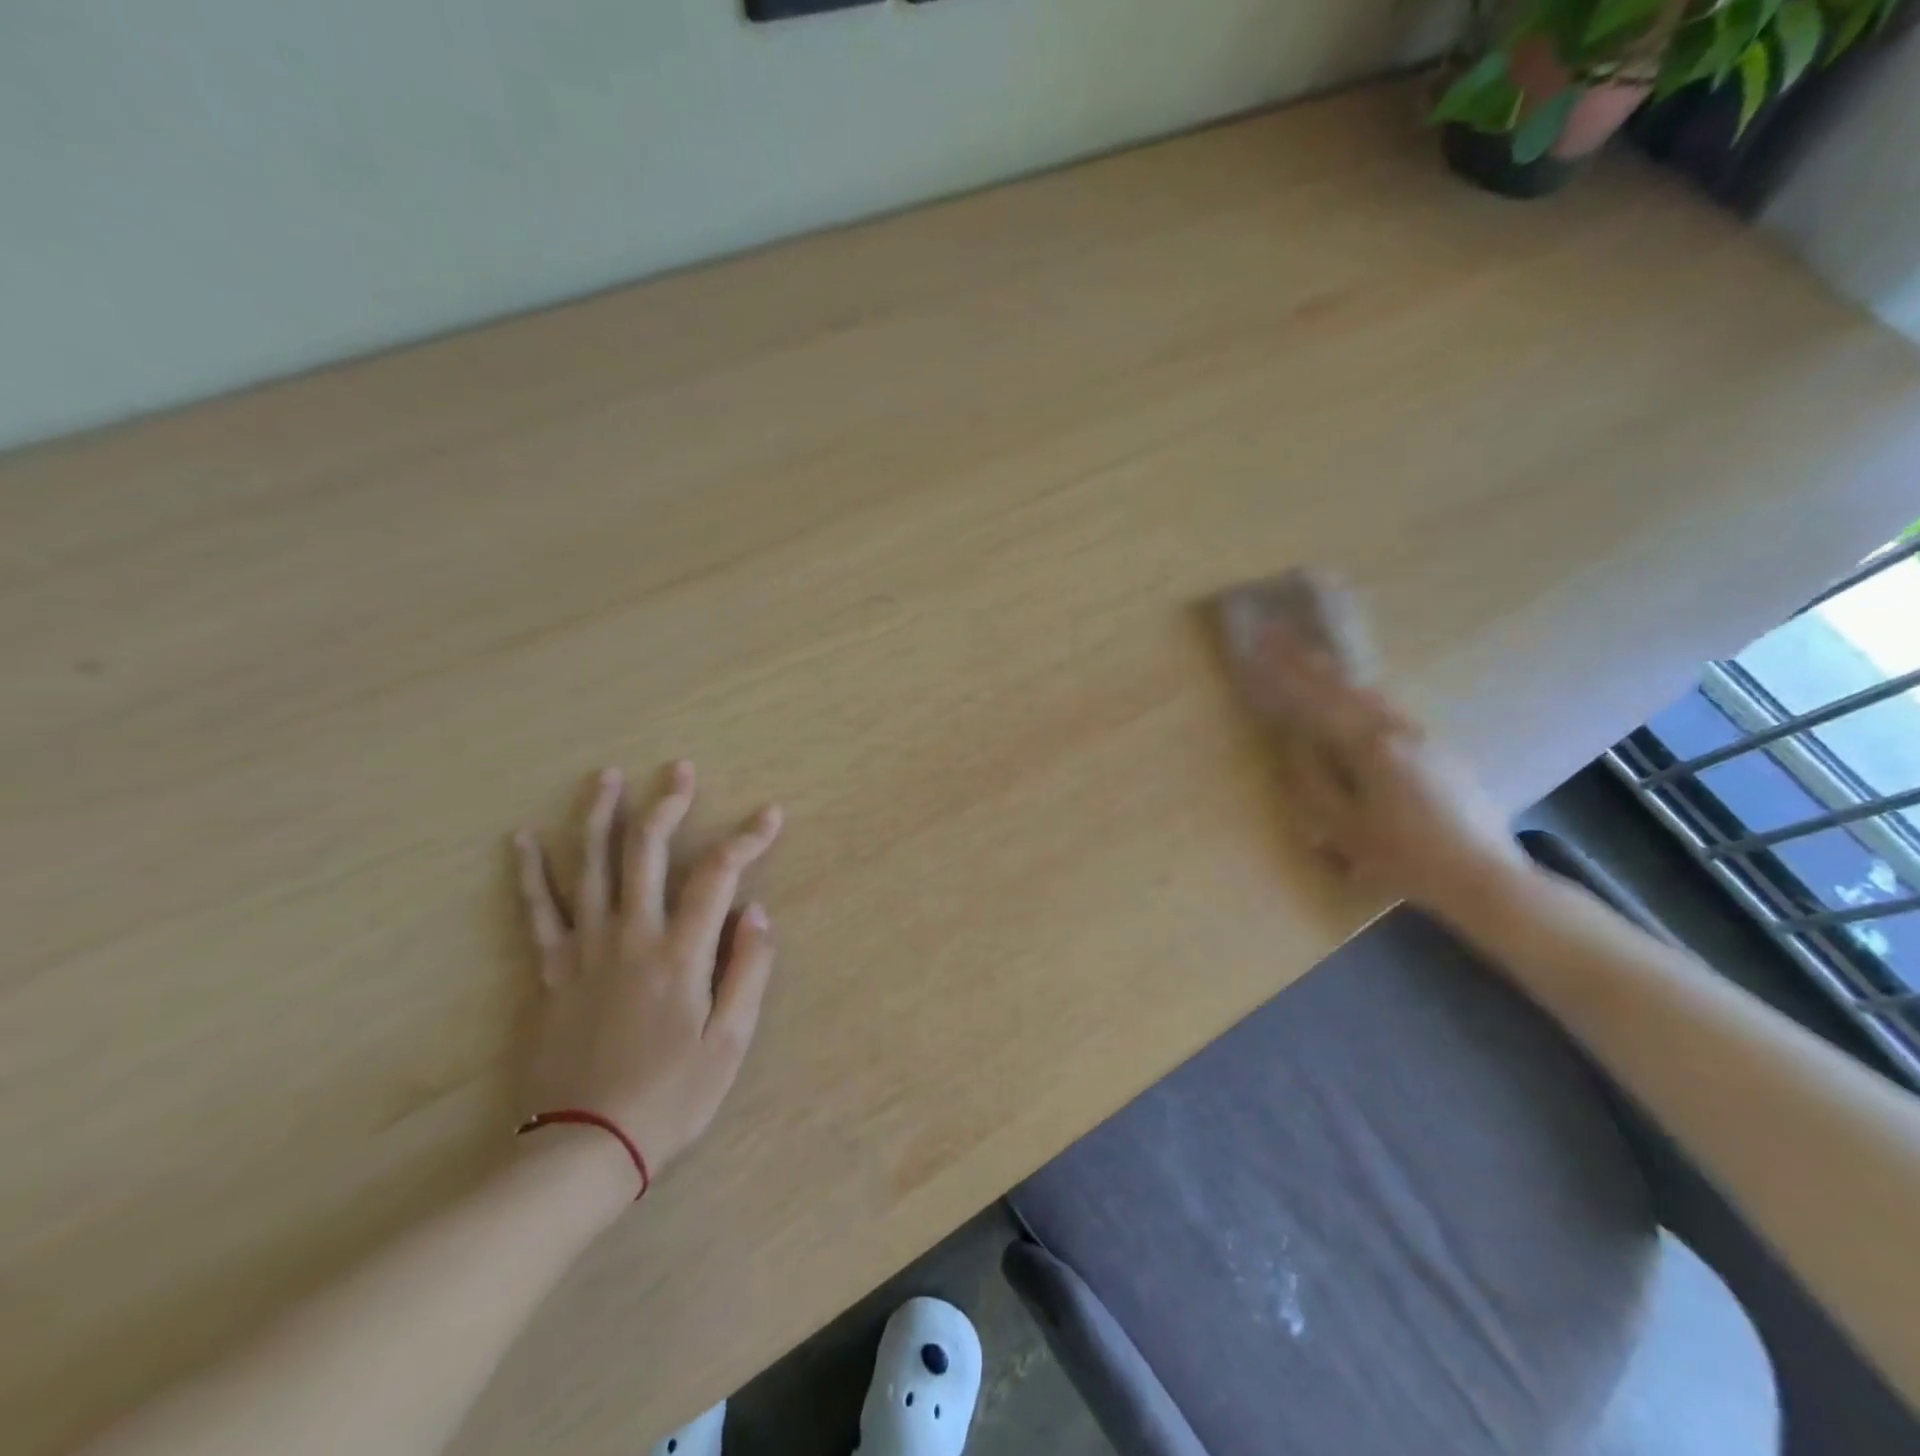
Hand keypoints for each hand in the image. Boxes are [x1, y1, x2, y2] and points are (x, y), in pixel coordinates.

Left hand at [511, 762, 782, 1190]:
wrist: (581, 1150)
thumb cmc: (669, 1098)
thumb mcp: (729, 1043)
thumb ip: (749, 970)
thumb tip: (758, 912)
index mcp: (680, 954)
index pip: (719, 876)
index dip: (747, 839)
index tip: (770, 814)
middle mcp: (630, 937)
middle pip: (646, 853)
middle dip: (667, 805)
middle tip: (679, 770)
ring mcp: (583, 951)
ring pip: (589, 867)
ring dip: (598, 817)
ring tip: (606, 777)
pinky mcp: (550, 971)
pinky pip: (537, 911)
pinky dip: (530, 872)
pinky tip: (522, 838)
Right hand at [1253, 628, 1527, 916]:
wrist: (1485, 877)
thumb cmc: (1404, 857)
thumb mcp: (1343, 827)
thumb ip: (1312, 780)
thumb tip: (1294, 742)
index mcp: (1370, 747)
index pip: (1317, 700)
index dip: (1285, 672)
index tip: (1262, 644)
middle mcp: (1400, 731)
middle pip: (1347, 686)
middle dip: (1311, 661)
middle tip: (1282, 635)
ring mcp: (1427, 738)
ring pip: (1375, 695)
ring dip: (1340, 676)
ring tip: (1316, 660)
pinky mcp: (1445, 752)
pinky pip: (1393, 712)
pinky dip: (1365, 697)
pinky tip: (1361, 702)